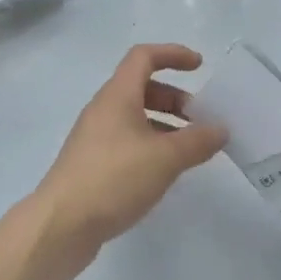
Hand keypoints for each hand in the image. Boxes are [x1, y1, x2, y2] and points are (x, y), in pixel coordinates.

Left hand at [33, 44, 227, 275]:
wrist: (60, 225)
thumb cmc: (113, 178)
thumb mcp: (164, 158)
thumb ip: (196, 141)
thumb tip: (220, 128)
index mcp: (117, 95)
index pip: (144, 56)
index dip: (172, 54)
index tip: (199, 66)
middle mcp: (104, 108)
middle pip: (142, 87)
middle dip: (174, 97)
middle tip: (199, 119)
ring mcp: (94, 136)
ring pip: (135, 116)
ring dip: (164, 124)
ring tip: (189, 150)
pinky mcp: (91, 163)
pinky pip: (127, 140)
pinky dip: (150, 145)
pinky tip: (163, 172)